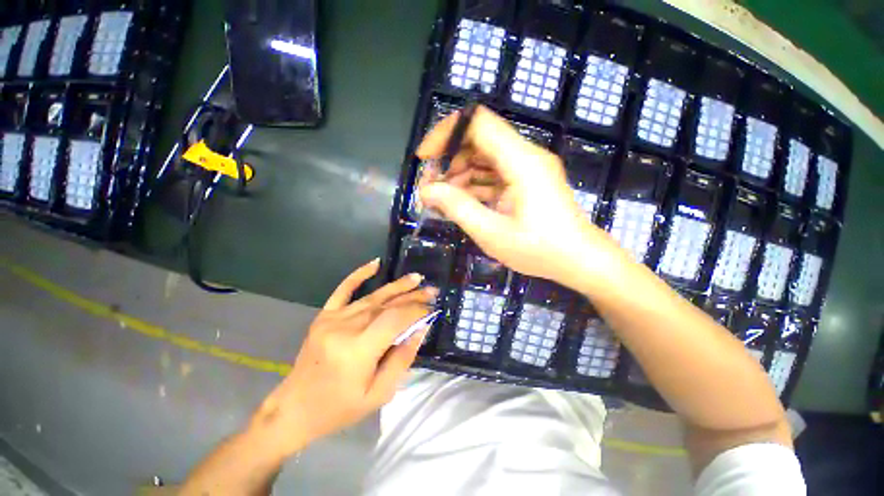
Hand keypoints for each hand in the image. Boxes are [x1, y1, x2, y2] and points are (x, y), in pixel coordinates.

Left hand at [249, 259, 435, 455]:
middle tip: (432, 291)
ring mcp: (332, 318)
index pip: (395, 319)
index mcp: (358, 350)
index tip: (432, 309)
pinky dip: (359, 274)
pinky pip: (343, 289)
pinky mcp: (324, 316)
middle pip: (386, 306)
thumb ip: (402, 359)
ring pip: (372, 297)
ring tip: (417, 278)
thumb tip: (420, 329)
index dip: (416, 311)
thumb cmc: (339, 408)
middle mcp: (345, 328)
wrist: (294, 409)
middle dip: (412, 297)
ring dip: (397, 287)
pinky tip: (376, 263)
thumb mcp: (379, 394)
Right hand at [417, 106, 625, 289]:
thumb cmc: (539, 250)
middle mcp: (525, 156)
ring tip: (440, 200)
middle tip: (430, 188)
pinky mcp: (525, 182)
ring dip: (459, 175)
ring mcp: (526, 169)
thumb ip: (458, 208)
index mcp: (521, 161)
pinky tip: (458, 202)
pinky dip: (473, 186)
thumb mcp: (492, 233)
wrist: (579, 260)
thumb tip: (427, 191)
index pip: (478, 124)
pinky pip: (492, 175)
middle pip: (478, 140)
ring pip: (483, 159)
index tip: (425, 158)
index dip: (446, 134)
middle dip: (449, 161)